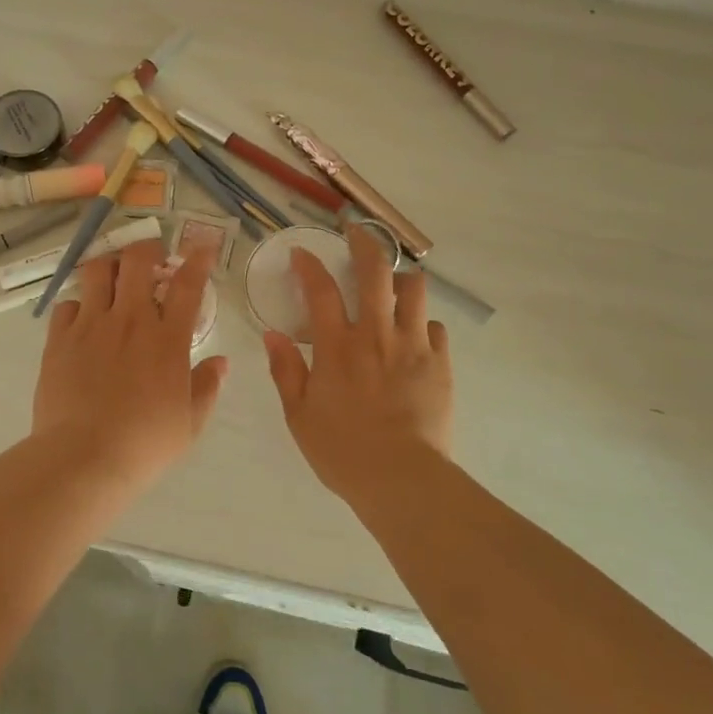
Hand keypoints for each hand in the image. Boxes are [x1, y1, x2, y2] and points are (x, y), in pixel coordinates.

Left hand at [32, 238, 228, 492]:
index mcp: (167, 339)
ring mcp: (91, 325)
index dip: (198, 260)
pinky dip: (78, 304)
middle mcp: (130, 320)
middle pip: (138, 261)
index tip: (202, 248)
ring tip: (113, 276)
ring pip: (97, 270)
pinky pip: (67, 304)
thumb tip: (220, 362)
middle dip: (148, 249)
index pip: (187, 285)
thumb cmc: (145, 444)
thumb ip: (207, 387)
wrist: (84, 457)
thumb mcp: (189, 423)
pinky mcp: (60, 339)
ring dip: (110, 266)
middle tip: (152, 258)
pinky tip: (82, 317)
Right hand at [263, 225, 452, 500]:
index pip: (320, 290)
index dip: (308, 265)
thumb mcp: (299, 415)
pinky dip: (422, 324)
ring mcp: (413, 346)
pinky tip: (414, 336)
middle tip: (355, 234)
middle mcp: (376, 335)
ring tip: (392, 285)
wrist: (402, 479)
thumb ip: (286, 370)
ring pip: (414, 290)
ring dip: (400, 279)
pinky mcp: (440, 363)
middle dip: (363, 244)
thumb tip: (272, 334)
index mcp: (337, 347)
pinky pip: (435, 327)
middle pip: (374, 272)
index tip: (301, 252)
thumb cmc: (342, 450)